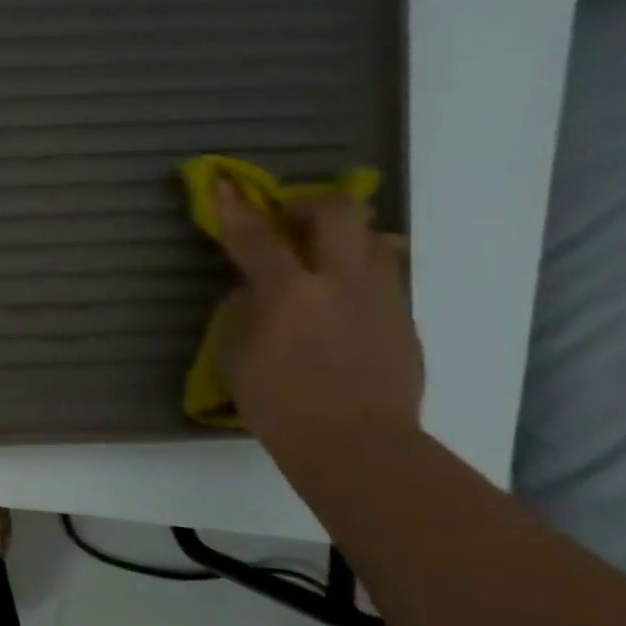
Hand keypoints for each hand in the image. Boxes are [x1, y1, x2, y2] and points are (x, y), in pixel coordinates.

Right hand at [211, 181, 422, 464]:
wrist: (355, 443)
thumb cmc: (278, 403)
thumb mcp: (236, 356)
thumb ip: (242, 312)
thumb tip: (253, 290)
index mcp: (289, 291)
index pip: (255, 236)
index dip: (235, 207)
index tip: (223, 182)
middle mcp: (340, 281)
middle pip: (336, 213)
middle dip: (309, 204)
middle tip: (289, 220)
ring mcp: (379, 297)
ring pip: (372, 238)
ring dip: (344, 237)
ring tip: (323, 256)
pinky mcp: (402, 318)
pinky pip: (384, 276)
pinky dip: (360, 273)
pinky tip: (342, 299)